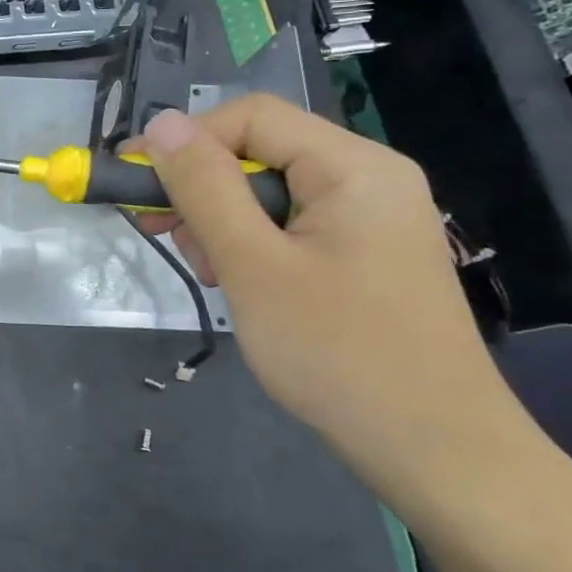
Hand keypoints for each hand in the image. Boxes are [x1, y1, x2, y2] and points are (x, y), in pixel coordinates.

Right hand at [134, 97, 530, 498]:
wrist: (438, 455)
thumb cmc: (339, 354)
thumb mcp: (253, 266)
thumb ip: (204, 187)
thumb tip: (161, 122)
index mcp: (354, 167)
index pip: (251, 117)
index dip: (185, 139)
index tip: (134, 182)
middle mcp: (368, 178)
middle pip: (260, 151)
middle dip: (202, 188)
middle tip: (163, 234)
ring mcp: (370, 218)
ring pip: (269, 190)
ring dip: (221, 221)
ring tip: (211, 273)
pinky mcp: (363, 254)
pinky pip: (290, 225)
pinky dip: (251, 244)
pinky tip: (239, 283)